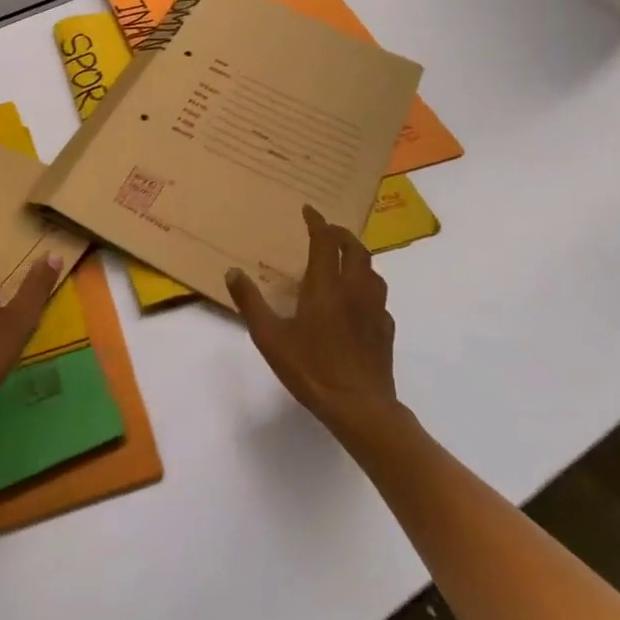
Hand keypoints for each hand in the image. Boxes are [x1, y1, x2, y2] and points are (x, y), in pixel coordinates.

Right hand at [227, 205, 396, 437]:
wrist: (360, 408)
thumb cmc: (312, 369)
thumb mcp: (270, 337)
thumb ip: (251, 302)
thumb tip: (233, 271)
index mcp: (326, 286)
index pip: (325, 241)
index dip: (317, 222)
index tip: (309, 210)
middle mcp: (354, 289)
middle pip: (355, 249)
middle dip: (341, 234)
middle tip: (327, 231)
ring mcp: (375, 309)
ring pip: (372, 270)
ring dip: (358, 257)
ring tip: (344, 260)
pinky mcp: (386, 330)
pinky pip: (379, 297)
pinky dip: (367, 287)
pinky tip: (357, 301)